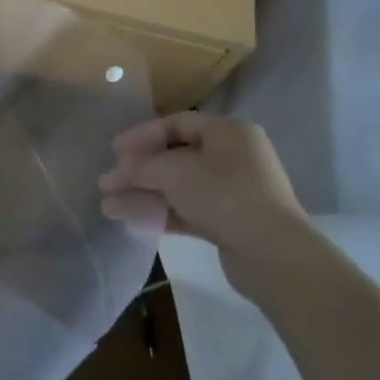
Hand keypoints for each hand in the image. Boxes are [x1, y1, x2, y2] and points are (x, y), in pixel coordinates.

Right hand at [98, 111, 307, 251]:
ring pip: (179, 187)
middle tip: (107, 183)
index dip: (141, 136)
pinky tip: (133, 221)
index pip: (176, 124)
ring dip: (144, 194)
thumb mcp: (173, 172)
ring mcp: (235, 191)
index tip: (113, 152)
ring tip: (110, 207)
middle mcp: (235, 157)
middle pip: (175, 157)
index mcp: (228, 132)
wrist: (272, 254)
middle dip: (138, 171)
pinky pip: (189, 210)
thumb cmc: (223, 196)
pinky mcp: (232, 222)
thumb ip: (141, 166)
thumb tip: (121, 169)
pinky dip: (161, 213)